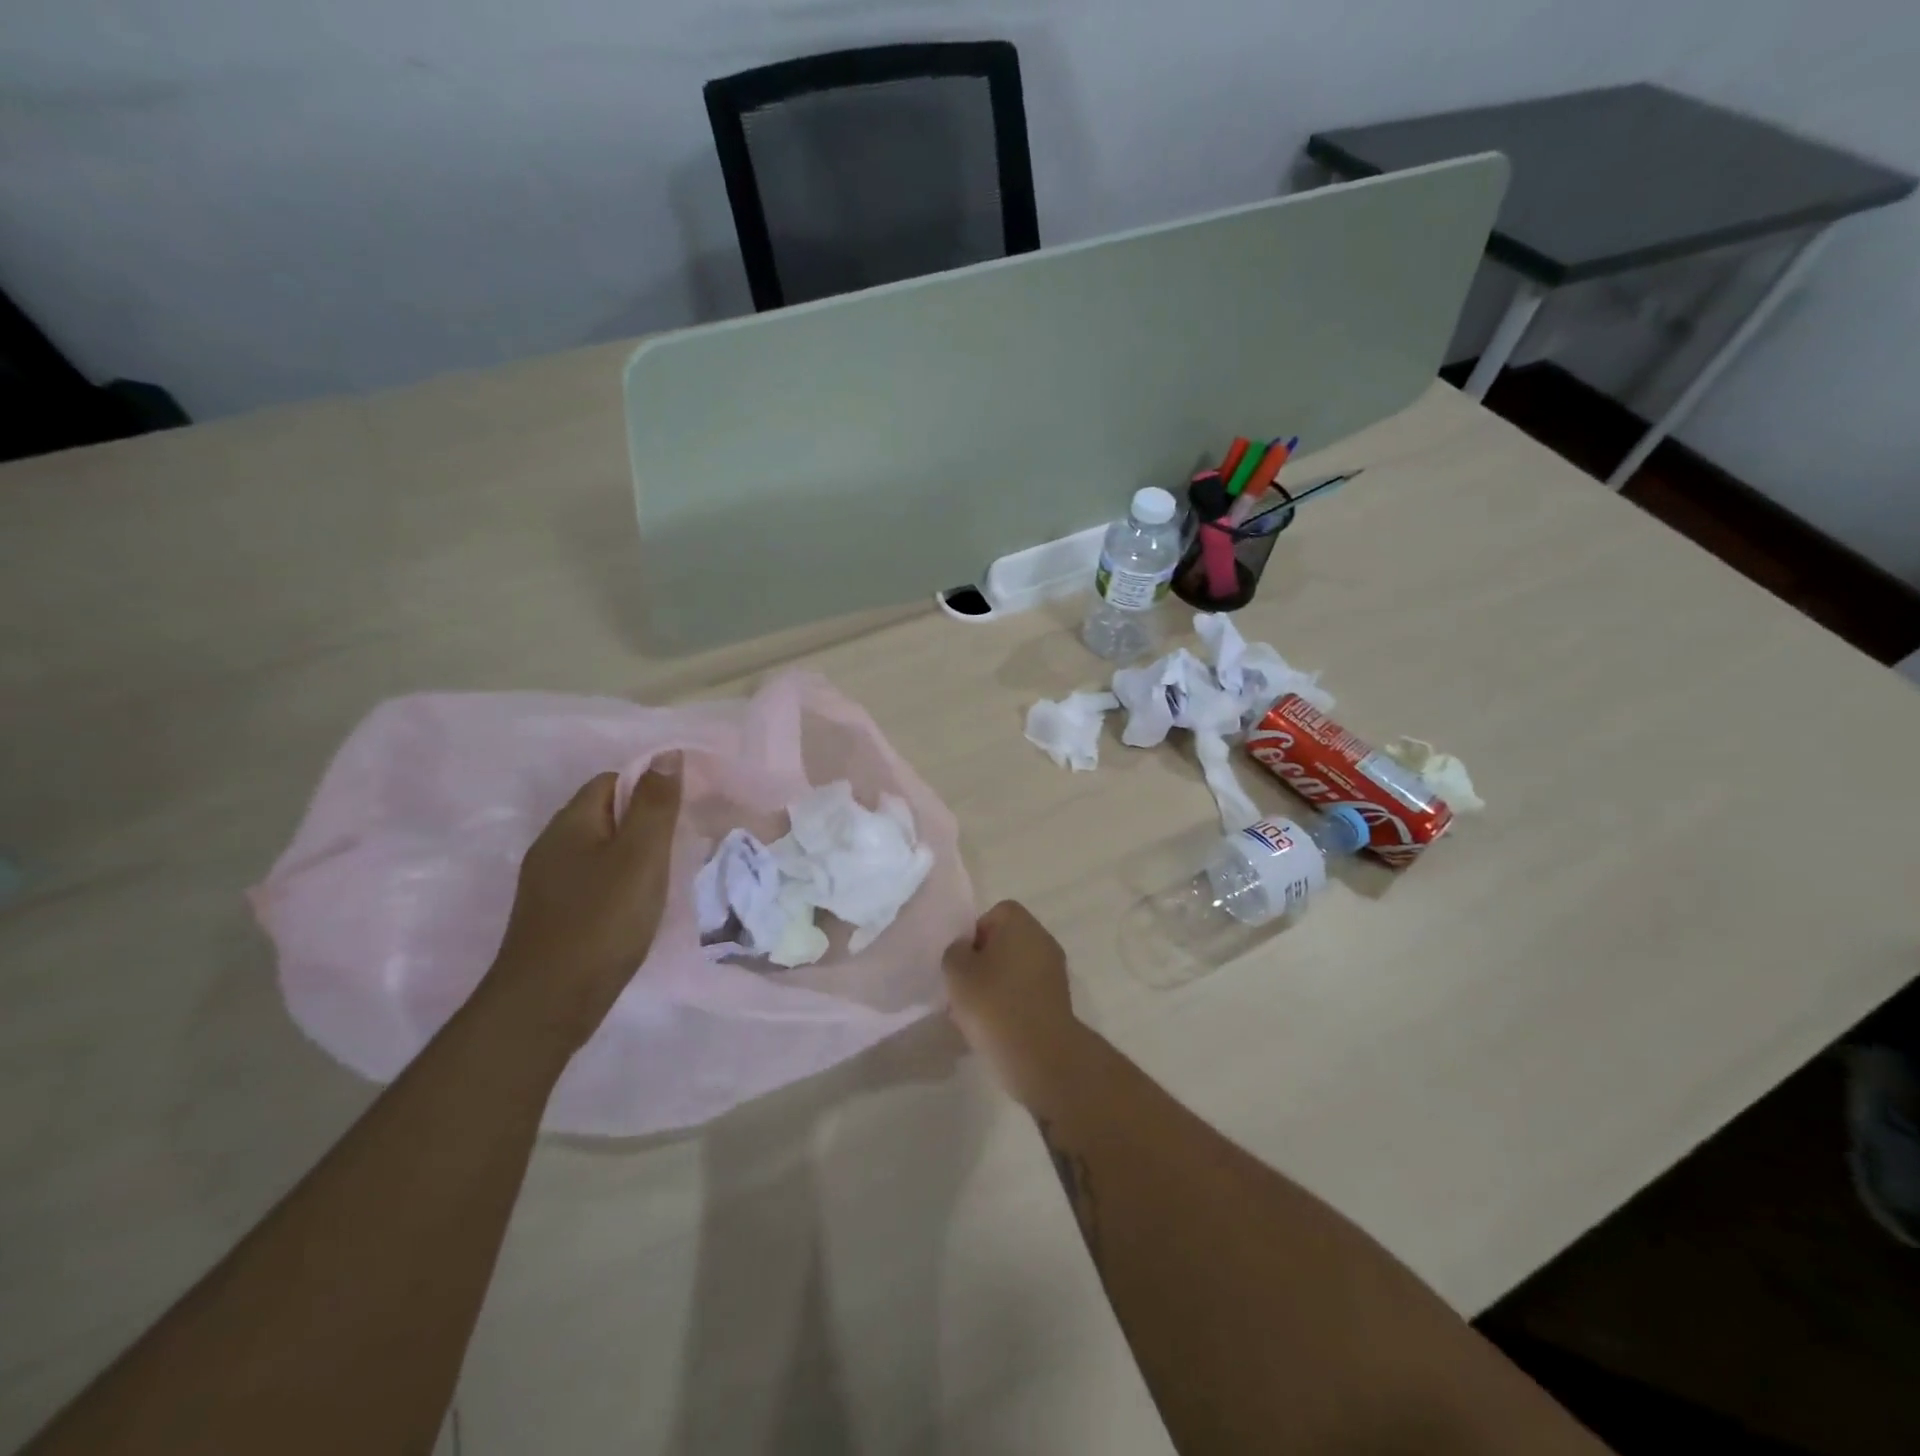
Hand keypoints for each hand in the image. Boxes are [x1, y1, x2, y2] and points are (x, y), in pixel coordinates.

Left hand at [485, 757, 682, 1054]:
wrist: (549, 1003)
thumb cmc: (602, 921)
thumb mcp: (640, 856)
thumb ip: (656, 805)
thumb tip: (668, 754)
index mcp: (570, 824)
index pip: (612, 782)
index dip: (648, 788)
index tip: (682, 812)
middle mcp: (552, 846)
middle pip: (605, 814)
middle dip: (645, 822)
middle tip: (682, 844)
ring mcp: (549, 884)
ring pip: (600, 850)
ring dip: (634, 855)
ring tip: (667, 875)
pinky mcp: (555, 915)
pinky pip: (594, 880)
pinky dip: (621, 883)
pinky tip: (640, 906)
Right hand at [943, 900, 1080, 1105]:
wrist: (1040, 1054)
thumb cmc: (994, 1003)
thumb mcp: (957, 972)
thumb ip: (956, 952)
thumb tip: (966, 950)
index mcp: (1021, 923)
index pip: (995, 914)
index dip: (974, 935)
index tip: (963, 962)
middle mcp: (1043, 939)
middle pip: (1006, 942)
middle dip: (983, 962)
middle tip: (965, 989)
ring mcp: (1055, 971)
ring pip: (1015, 969)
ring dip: (996, 985)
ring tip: (976, 1014)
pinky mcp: (1059, 1000)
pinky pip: (1027, 992)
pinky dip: (1012, 1003)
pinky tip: (996, 1027)